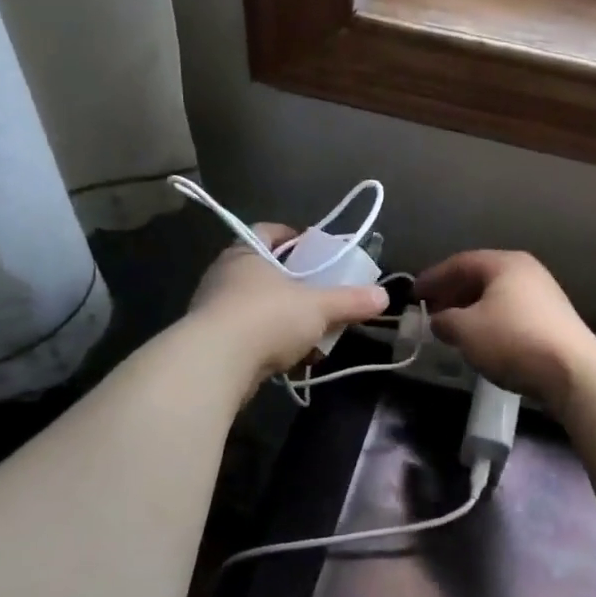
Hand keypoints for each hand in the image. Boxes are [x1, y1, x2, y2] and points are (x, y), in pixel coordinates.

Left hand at [188, 224, 389, 383]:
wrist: (214, 365)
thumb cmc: (267, 317)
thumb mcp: (318, 307)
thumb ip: (350, 301)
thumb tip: (384, 296)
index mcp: (246, 252)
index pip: (268, 231)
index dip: (292, 236)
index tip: (313, 248)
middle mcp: (225, 275)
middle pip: (265, 271)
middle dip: (294, 284)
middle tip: (320, 294)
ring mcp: (214, 309)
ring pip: (257, 306)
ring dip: (283, 318)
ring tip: (312, 333)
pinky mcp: (212, 343)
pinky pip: (248, 336)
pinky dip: (270, 344)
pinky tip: (292, 360)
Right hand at [415, 250, 595, 410]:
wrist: (573, 371)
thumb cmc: (513, 340)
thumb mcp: (466, 330)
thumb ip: (444, 320)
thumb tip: (438, 320)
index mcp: (504, 263)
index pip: (459, 263)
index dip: (433, 277)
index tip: (414, 293)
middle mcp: (526, 271)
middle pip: (480, 276)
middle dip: (452, 292)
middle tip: (430, 309)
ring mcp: (543, 294)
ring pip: (496, 295)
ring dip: (470, 308)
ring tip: (451, 326)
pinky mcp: (553, 319)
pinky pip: (510, 311)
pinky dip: (489, 320)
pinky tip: (480, 338)